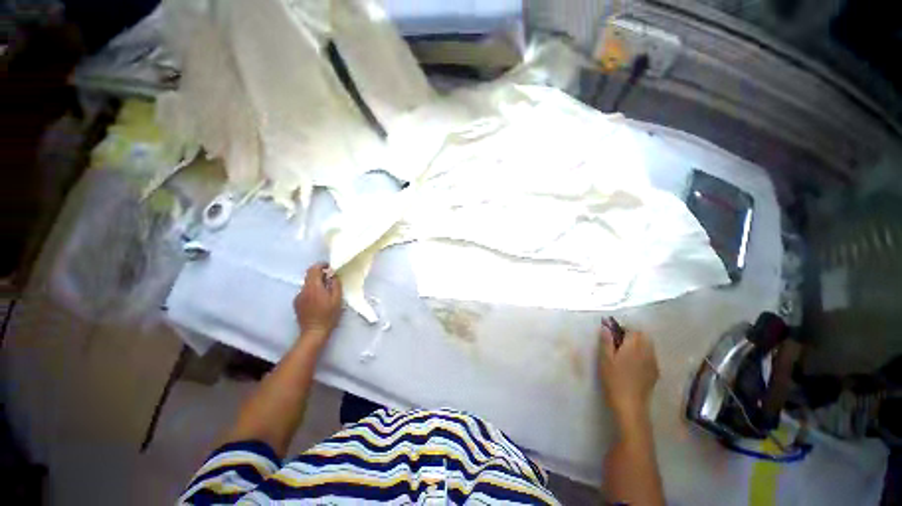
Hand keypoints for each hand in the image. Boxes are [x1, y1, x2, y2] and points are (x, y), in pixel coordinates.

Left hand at [294, 263, 342, 347]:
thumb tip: (333, 276)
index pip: (314, 269)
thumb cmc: (328, 315)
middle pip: (309, 276)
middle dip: (320, 275)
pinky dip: (312, 291)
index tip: (330, 267)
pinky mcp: (296, 303)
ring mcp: (298, 297)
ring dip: (316, 284)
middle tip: (331, 279)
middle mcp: (303, 289)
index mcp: (313, 287)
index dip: (322, 265)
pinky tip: (318, 300)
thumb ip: (335, 285)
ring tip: (326, 292)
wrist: (314, 332)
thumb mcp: (337, 299)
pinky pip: (305, 292)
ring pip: (308, 284)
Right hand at [598, 325, 658, 424]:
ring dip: (639, 343)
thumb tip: (605, 327)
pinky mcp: (655, 372)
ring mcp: (653, 362)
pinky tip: (634, 363)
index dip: (622, 328)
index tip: (612, 333)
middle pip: (643, 336)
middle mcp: (647, 352)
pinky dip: (643, 353)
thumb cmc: (614, 380)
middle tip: (618, 342)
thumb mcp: (605, 359)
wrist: (630, 405)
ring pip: (649, 345)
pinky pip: (651, 356)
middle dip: (632, 334)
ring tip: (625, 352)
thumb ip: (606, 341)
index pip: (632, 330)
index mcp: (633, 347)